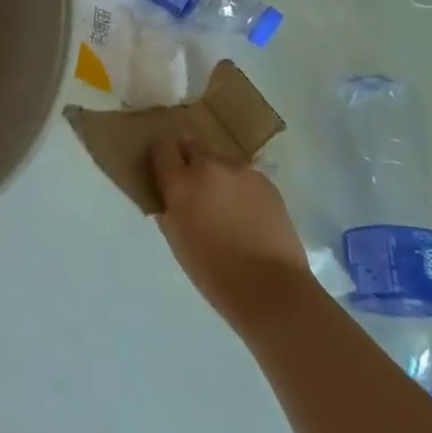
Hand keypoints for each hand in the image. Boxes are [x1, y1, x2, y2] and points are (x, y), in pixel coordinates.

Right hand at [149, 136, 311, 338]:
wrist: (269, 286)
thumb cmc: (213, 271)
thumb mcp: (176, 238)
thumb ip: (169, 207)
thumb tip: (171, 194)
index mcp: (181, 182)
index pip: (162, 147)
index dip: (162, 156)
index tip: (164, 169)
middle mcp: (209, 167)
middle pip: (192, 145)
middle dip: (188, 161)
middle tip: (194, 187)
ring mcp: (241, 171)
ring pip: (220, 162)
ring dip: (216, 175)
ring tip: (225, 206)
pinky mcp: (266, 181)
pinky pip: (243, 176)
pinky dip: (239, 187)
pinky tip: (247, 213)